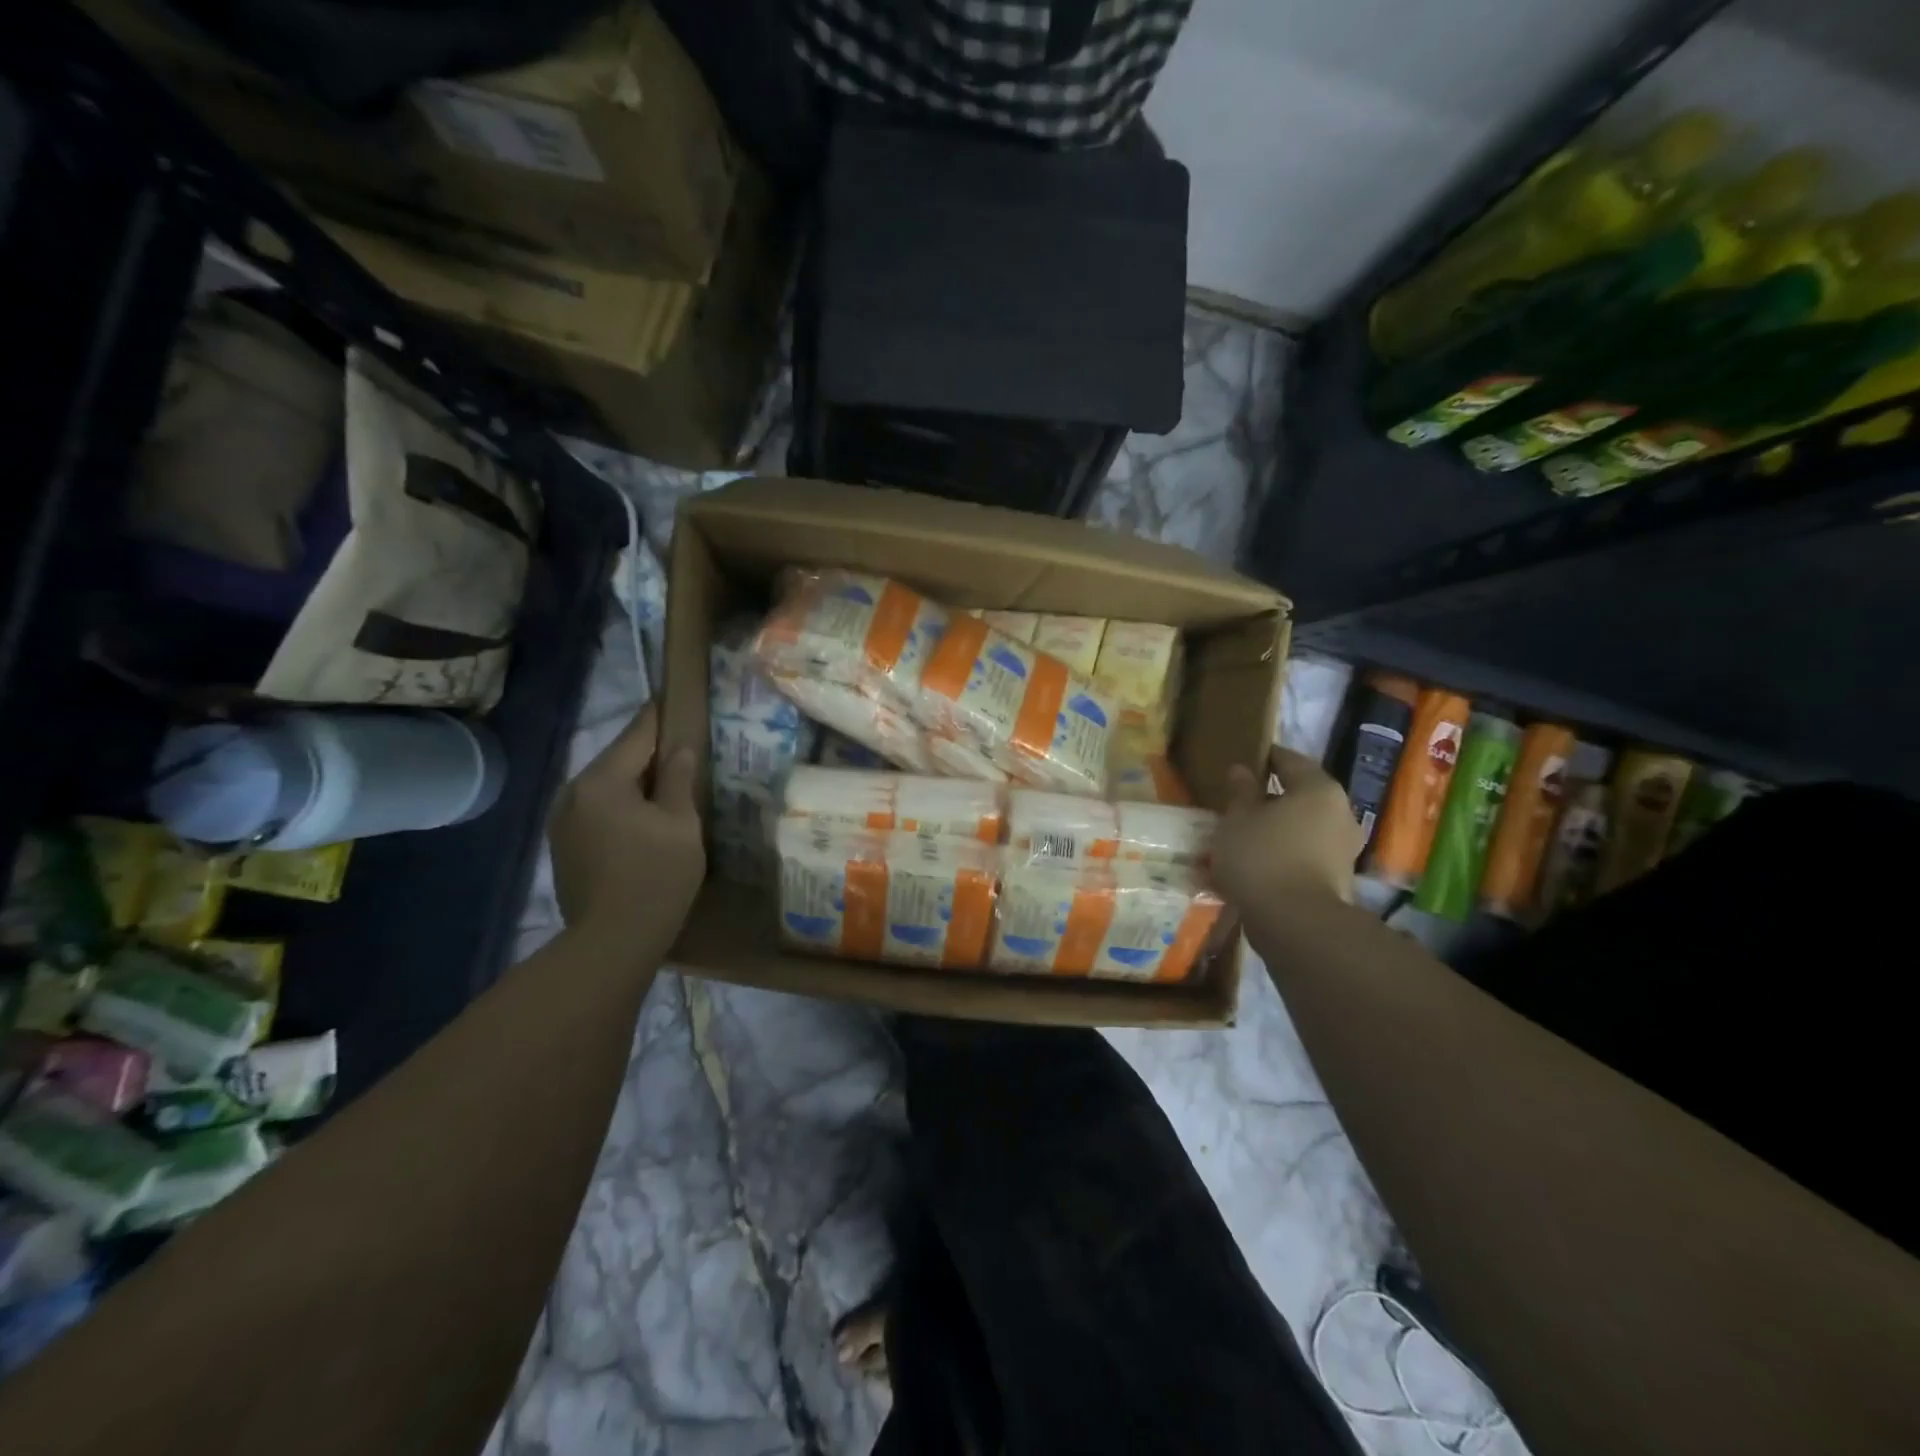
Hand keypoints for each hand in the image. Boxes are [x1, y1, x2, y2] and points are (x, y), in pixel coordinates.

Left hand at [549, 705, 703, 958]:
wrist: (612, 941)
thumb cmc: (656, 877)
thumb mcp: (680, 823)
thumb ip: (677, 778)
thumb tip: (679, 747)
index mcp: (601, 781)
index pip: (637, 734)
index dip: (660, 715)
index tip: (675, 696)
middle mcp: (572, 792)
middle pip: (619, 760)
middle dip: (650, 753)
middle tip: (685, 748)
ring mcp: (562, 820)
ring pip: (607, 787)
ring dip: (636, 783)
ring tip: (668, 786)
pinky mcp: (563, 845)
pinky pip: (598, 810)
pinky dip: (622, 807)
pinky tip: (645, 820)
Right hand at [1211, 745, 1363, 907]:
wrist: (1296, 924)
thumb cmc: (1261, 857)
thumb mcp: (1237, 819)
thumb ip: (1241, 792)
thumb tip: (1242, 771)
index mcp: (1318, 789)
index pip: (1289, 760)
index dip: (1264, 758)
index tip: (1242, 763)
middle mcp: (1340, 813)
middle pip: (1300, 796)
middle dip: (1270, 799)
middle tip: (1239, 805)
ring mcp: (1344, 848)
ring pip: (1303, 827)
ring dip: (1277, 829)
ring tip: (1244, 838)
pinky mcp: (1338, 879)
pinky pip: (1305, 855)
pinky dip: (1284, 854)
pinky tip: (1258, 865)